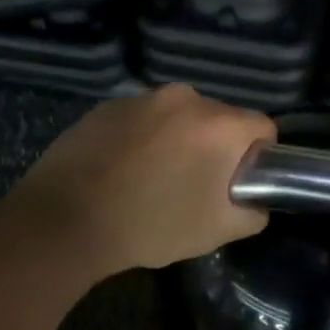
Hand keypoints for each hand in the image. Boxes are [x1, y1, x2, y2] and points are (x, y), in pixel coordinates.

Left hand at [3, 84, 276, 277]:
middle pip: (219, 119)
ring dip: (177, 140)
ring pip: (177, 117)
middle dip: (215, 147)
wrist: (66, 219)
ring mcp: (142, 98)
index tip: (239, 182)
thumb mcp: (217, 231)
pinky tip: (121, 170)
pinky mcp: (107, 105)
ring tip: (153, 179)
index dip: (259, 156)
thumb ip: (253, 212)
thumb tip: (255, 201)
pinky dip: (142, 138)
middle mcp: (184, 98)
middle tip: (195, 186)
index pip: (263, 127)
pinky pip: (141, 118)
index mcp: (219, 124)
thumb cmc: (151, 224)